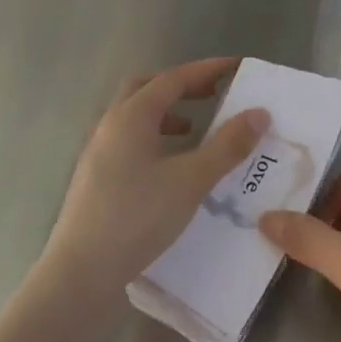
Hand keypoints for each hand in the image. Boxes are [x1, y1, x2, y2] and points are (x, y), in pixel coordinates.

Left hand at [40, 58, 268, 304]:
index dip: (206, 70)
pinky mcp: (96, 179)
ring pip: (135, 117)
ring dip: (166, 114)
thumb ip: (227, 145)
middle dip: (181, 86)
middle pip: (146, 89)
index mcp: (131, 116)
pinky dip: (155, 139)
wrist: (81, 274)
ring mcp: (98, 153)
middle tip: (212, 94)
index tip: (235, 67)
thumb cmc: (138, 217)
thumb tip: (259, 113)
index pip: (173, 78)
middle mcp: (110, 126)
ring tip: (195, 130)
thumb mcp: (192, 180)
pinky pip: (130, 142)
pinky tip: (171, 167)